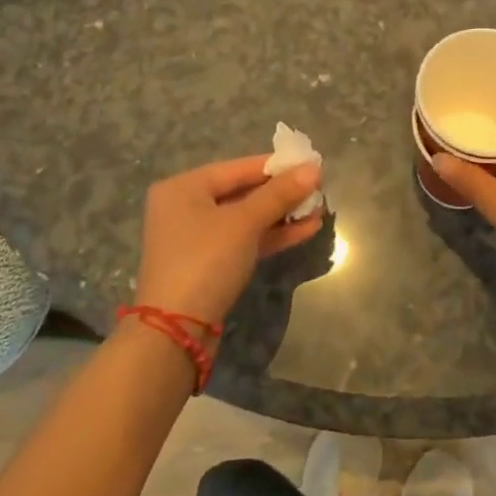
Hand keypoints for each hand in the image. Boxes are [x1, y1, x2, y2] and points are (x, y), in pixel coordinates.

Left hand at [135, 156, 322, 324]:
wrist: (176, 331)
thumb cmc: (205, 260)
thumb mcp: (244, 222)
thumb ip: (279, 194)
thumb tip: (314, 168)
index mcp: (184, 187)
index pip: (239, 167)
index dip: (277, 166)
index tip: (312, 164)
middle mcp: (186, 207)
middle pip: (243, 192)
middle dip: (283, 193)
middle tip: (319, 190)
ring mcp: (197, 239)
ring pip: (247, 219)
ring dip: (283, 215)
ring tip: (319, 211)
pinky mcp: (209, 265)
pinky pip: (245, 240)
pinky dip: (272, 235)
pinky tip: (306, 230)